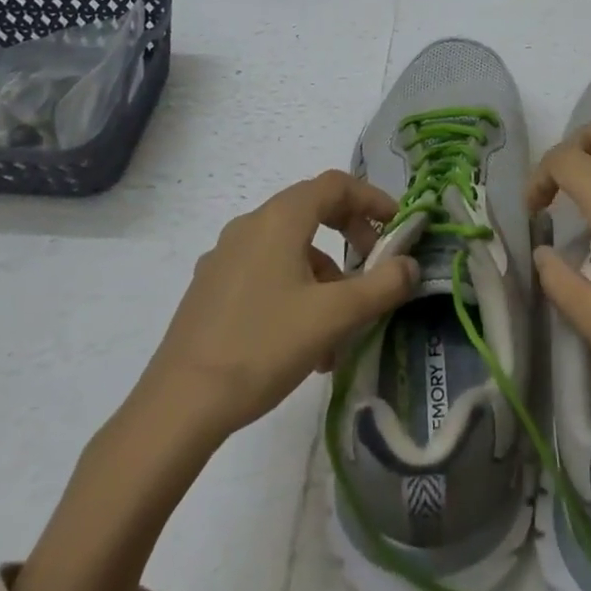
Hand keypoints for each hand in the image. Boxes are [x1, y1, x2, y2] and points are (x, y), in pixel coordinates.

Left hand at [135, 170, 418, 439]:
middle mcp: (250, 225)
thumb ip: (381, 286)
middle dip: (350, 235)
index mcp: (279, 219)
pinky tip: (304, 342)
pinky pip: (266, 271)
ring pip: (290, 248)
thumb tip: (411, 265)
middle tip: (373, 266)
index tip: (397, 225)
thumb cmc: (262, 346)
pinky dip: (296, 290)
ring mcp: (225, 256)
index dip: (372, 199)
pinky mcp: (212, 288)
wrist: (179, 406)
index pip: (335, 185)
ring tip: (341, 328)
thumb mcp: (334, 316)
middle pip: (312, 210)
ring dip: (325, 274)